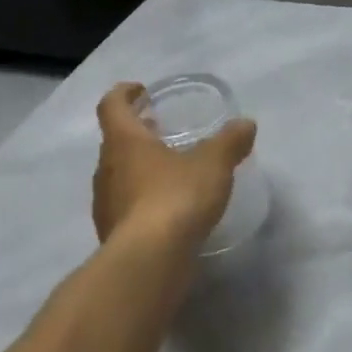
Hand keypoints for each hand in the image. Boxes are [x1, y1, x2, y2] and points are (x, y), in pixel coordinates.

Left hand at [92, 82, 257, 248]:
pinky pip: (127, 206)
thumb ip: (230, 141)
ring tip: (170, 170)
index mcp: (124, 142)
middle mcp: (107, 169)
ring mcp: (106, 205)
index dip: (124, 94)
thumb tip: (245, 124)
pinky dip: (144, 200)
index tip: (139, 90)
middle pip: (115, 142)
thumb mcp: (213, 163)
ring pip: (120, 176)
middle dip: (137, 133)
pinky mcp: (114, 235)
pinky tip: (169, 209)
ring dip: (140, 167)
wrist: (149, 261)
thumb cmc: (176, 197)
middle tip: (161, 129)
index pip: (112, 107)